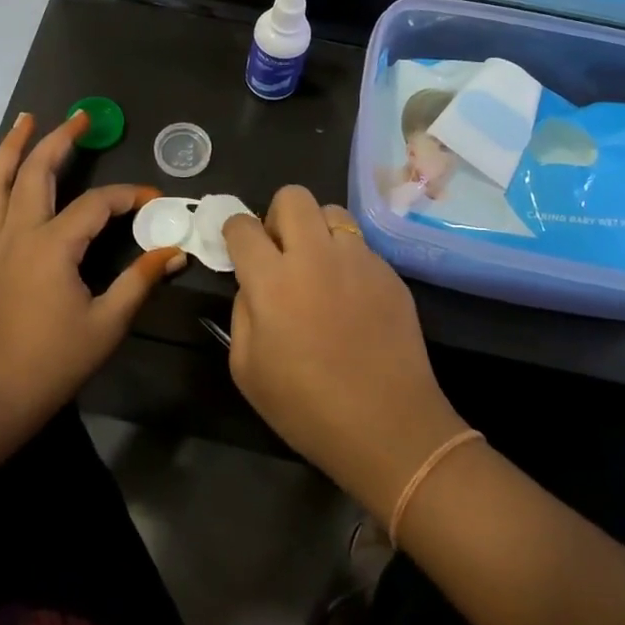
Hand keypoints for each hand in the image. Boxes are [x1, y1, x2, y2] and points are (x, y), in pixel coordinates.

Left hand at [0, 111, 183, 436]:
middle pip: (37, 173)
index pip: (96, 205)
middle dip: (59, 140)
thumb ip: (139, 281)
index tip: (152, 198)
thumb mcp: (106, 324)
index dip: (127, 196)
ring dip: (12, 148)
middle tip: (80, 117)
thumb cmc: (52, 363)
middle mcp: (18, 234)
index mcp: (52, 247)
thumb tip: (173, 252)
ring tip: (24, 120)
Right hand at [222, 188, 468, 519]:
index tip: (238, 248)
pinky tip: (351, 298)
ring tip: (319, 268)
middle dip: (277, 215)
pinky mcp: (390, 273)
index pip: (242, 226)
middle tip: (279, 251)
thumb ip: (242, 312)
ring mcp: (359, 260)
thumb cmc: (306, 407)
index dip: (234, 232)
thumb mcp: (247, 368)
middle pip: (293, 196)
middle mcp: (316, 256)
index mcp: (273, 280)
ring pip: (332, 212)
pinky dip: (346, 259)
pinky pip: (360, 246)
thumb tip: (252, 284)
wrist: (389, 428)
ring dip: (316, 231)